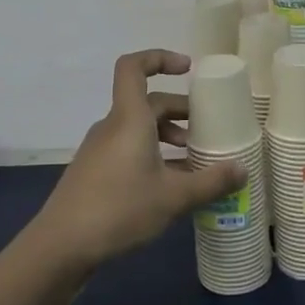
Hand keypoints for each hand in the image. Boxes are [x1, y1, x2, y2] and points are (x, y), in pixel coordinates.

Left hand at [32, 50, 243, 271]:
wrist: (61, 245)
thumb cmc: (119, 209)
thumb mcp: (173, 197)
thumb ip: (211, 182)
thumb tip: (242, 170)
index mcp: (129, 119)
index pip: (133, 67)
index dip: (159, 58)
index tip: (188, 70)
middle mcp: (112, 126)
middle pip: (147, 102)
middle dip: (180, 111)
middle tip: (207, 131)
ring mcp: (100, 149)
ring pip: (139, 128)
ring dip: (168, 135)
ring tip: (194, 161)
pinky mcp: (95, 171)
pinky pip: (129, 148)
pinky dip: (152, 154)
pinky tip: (169, 184)